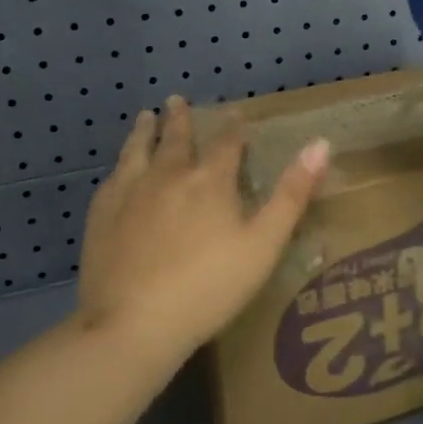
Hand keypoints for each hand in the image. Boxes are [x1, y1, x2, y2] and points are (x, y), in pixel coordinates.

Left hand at [76, 95, 330, 360]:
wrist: (134, 323)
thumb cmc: (209, 287)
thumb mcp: (264, 244)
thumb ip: (291, 194)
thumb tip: (320, 144)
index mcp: (210, 180)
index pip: (226, 143)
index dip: (233, 127)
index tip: (234, 113)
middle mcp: (168, 175)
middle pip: (176, 138)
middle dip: (180, 118)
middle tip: (176, 100)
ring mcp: (130, 192)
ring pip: (138, 150)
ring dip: (145, 131)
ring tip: (146, 117)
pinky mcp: (102, 214)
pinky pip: (113, 177)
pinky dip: (120, 164)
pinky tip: (119, 168)